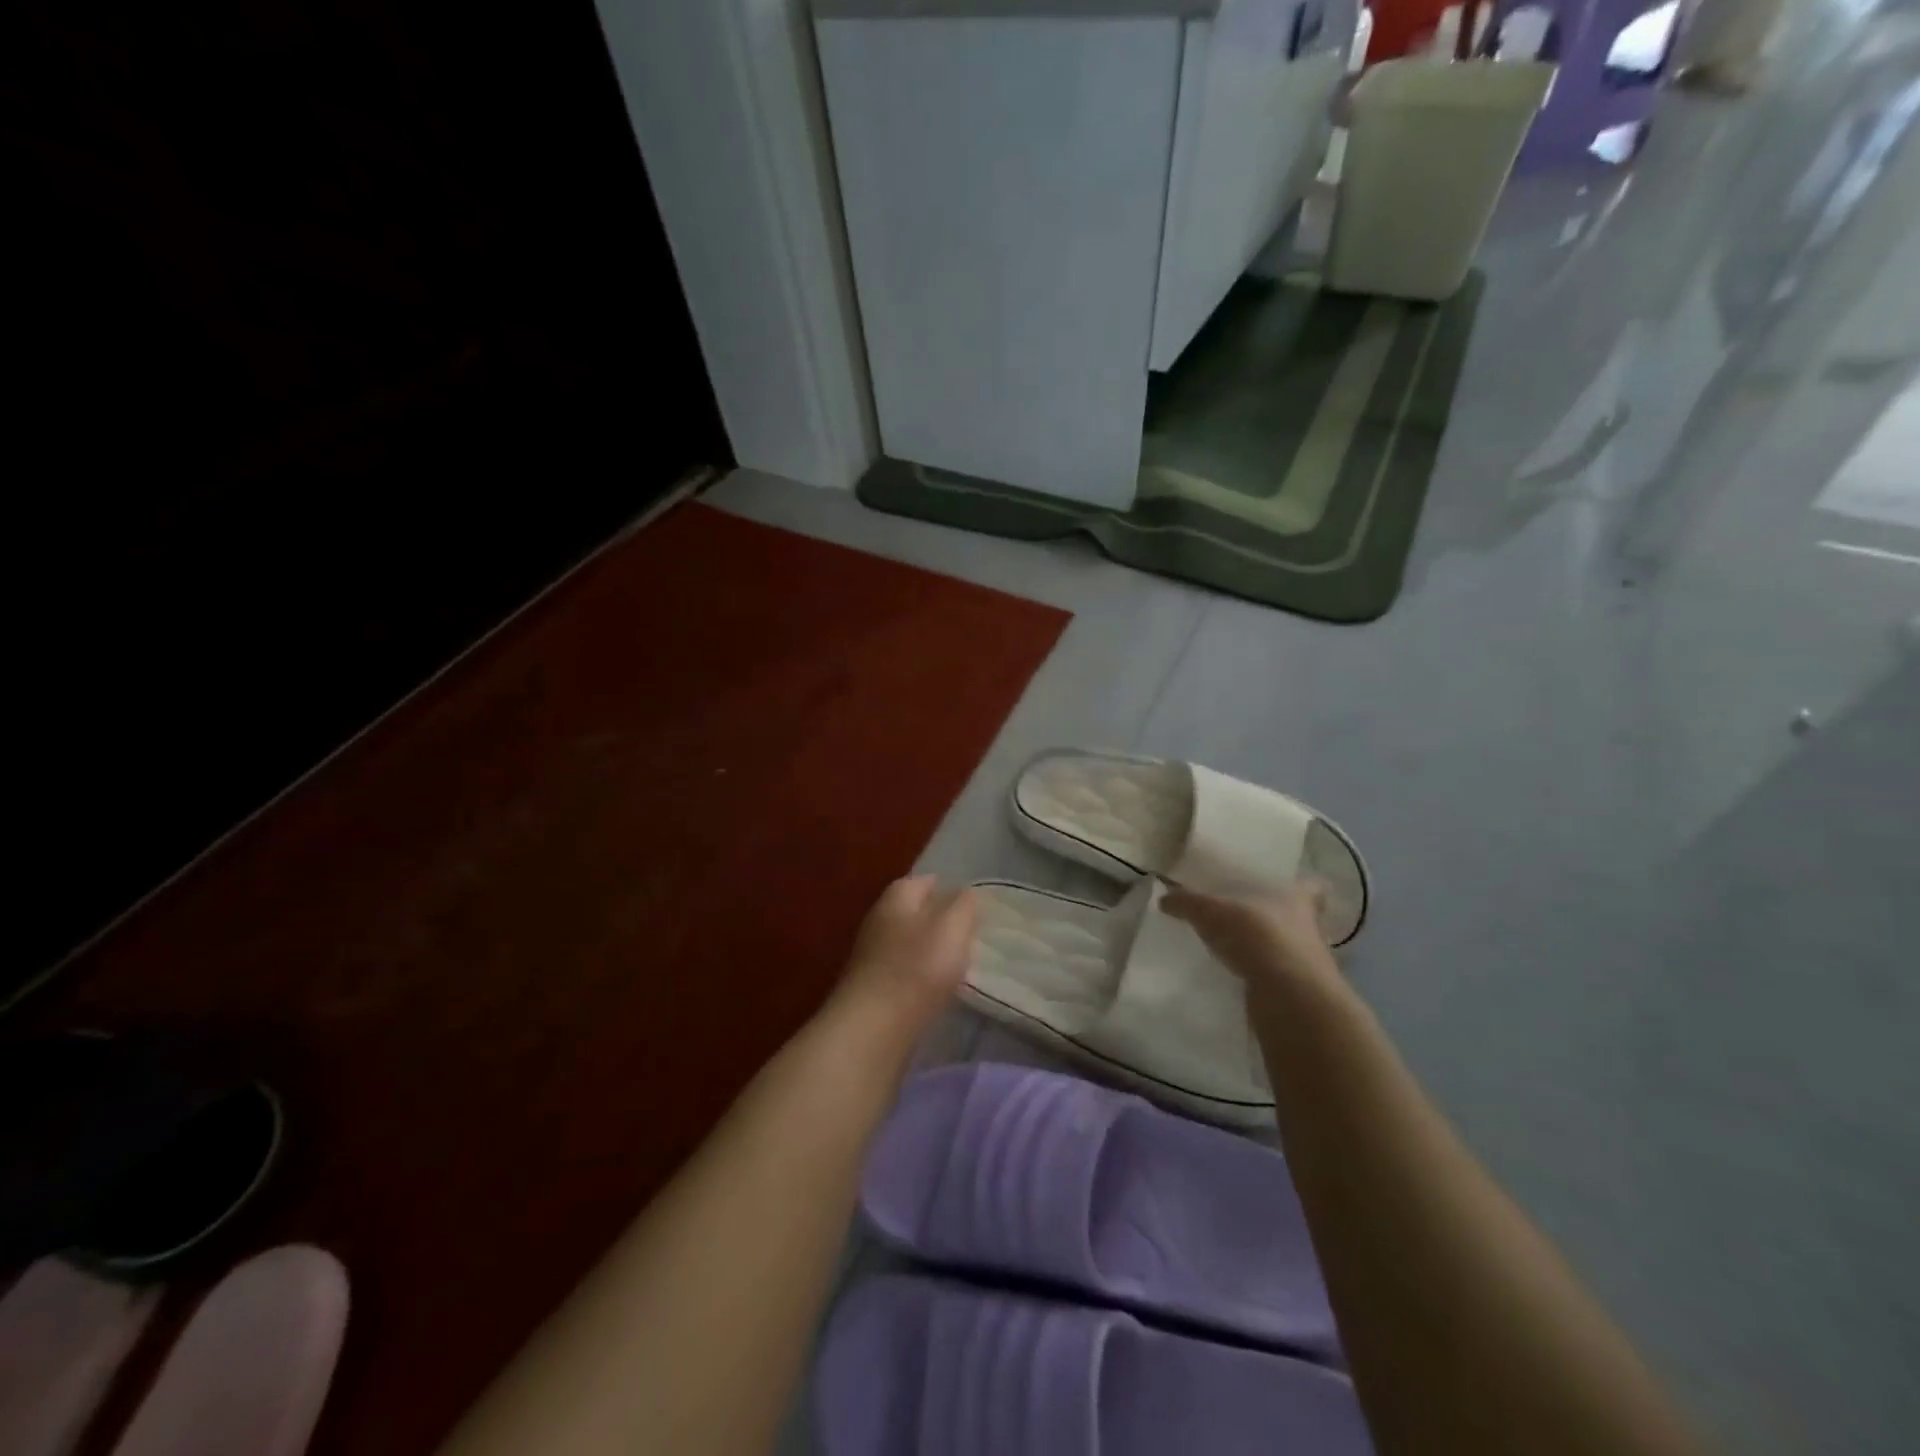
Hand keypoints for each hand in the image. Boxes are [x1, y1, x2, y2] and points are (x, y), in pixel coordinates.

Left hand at [833, 875, 977, 1026]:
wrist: (872, 1028)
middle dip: (940, 920)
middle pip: (915, 912)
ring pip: (908, 942)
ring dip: (930, 950)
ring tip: (958, 963)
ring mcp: (871, 954)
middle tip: (969, 934)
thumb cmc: (917, 968)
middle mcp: (879, 919)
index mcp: (897, 897)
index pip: (925, 881)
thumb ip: (965, 905)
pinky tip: (936, 989)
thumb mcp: (953, 927)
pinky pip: (902, 971)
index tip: (973, 904)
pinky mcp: (871, 987)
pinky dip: (920, 975)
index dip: (949, 889)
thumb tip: (967, 892)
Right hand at [1161, 879, 1342, 1000]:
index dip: (1302, 885)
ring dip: (1269, 949)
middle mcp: (1309, 929)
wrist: (1289, 998)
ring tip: (1238, 947)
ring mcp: (1307, 963)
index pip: (1311, 886)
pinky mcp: (1298, 992)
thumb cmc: (1258, 937)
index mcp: (1297, 899)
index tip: (1285, 887)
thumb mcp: (1212, 913)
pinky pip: (1278, 977)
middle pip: (1300, 918)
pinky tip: (1239, 975)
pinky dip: (1262, 976)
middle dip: (1278, 918)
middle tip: (1249, 915)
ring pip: (1289, 949)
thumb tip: (1164, 898)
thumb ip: (1188, 903)